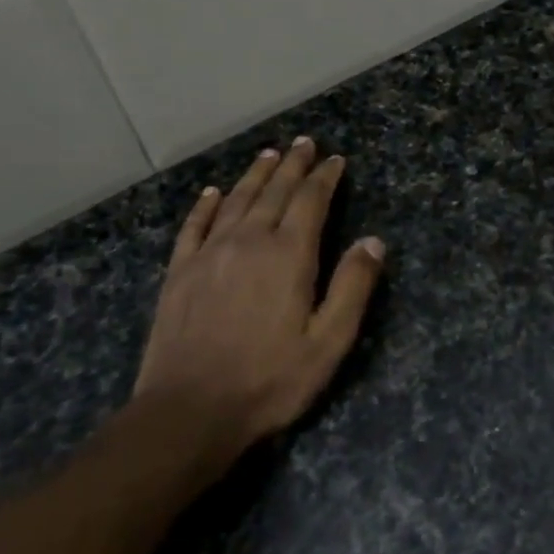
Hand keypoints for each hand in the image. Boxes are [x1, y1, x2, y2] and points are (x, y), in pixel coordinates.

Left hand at [133, 137, 384, 467]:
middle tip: (305, 143)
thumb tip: (373, 241)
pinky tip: (213, 192)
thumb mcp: (328, 343)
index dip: (325, 177)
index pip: (311, 201)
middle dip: (293, 166)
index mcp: (288, 256)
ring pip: (236, 201)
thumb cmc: (269, 380)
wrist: (189, 411)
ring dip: (255, 175)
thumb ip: (352, 288)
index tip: (336, 159)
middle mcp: (248, 242)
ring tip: (269, 154)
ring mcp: (209, 254)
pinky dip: (206, 205)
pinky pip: (194, 226)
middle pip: (274, 192)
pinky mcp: (179, 273)